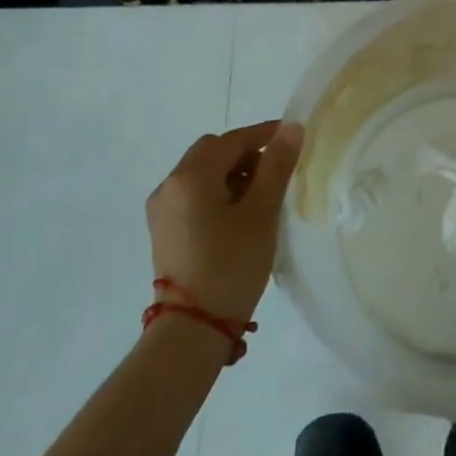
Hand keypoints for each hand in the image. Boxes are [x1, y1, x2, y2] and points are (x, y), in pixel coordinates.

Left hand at [144, 120, 303, 322]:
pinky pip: (194, 196)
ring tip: (262, 197)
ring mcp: (162, 210)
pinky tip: (239, 216)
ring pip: (202, 175)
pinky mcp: (164, 231)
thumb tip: (292, 128)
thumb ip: (277, 166)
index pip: (232, 140)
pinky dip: (218, 193)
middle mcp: (169, 186)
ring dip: (232, 175)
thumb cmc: (231, 264)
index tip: (293, 138)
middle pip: (212, 153)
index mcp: (190, 176)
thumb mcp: (261, 212)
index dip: (264, 134)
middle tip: (277, 171)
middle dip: (246, 154)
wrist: (193, 328)